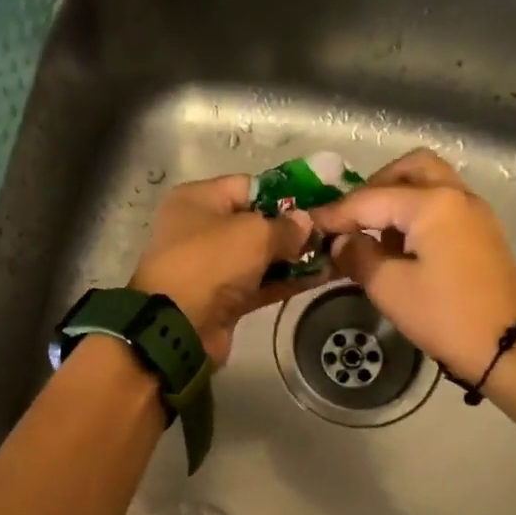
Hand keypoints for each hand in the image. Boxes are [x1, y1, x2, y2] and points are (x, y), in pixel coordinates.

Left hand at [131, 174, 318, 364]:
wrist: (178, 327)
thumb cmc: (210, 263)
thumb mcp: (252, 234)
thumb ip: (285, 226)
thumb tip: (306, 222)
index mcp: (199, 200)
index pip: (250, 186)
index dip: (286, 192)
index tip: (321, 200)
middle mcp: (203, 229)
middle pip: (257, 222)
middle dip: (295, 227)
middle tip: (334, 229)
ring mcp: (214, 267)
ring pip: (262, 256)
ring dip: (296, 256)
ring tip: (337, 252)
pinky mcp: (225, 299)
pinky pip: (262, 283)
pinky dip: (288, 280)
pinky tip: (323, 276)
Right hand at [310, 150, 515, 382]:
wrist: (510, 347)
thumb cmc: (446, 316)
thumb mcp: (390, 289)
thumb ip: (359, 256)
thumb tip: (341, 242)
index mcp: (433, 203)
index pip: (371, 198)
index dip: (336, 213)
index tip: (310, 225)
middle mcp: (457, 196)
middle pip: (410, 169)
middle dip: (375, 187)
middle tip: (352, 217)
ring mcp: (475, 214)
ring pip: (431, 184)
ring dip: (398, 198)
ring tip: (374, 235)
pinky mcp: (483, 235)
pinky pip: (444, 206)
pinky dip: (418, 214)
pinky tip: (400, 248)